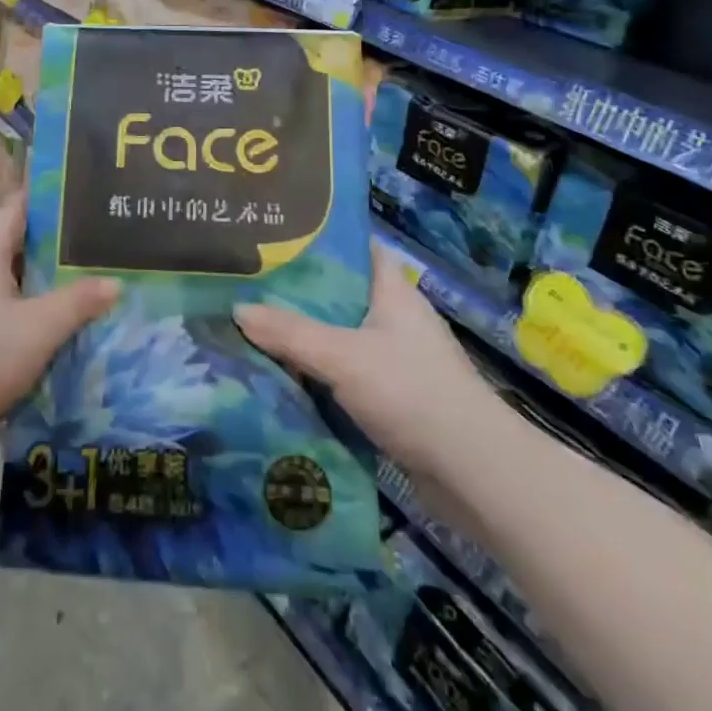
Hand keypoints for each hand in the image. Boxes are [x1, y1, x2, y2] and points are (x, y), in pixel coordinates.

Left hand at [0, 191, 117, 447]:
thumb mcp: (40, 330)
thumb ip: (79, 302)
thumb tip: (114, 283)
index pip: (20, 206)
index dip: (54, 206)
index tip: (86, 211)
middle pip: (6, 241)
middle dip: (45, 251)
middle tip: (86, 260)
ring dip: (22, 284)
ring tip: (60, 297)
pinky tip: (19, 336)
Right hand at [233, 246, 491, 477]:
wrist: (474, 473)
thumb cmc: (412, 393)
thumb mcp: (343, 357)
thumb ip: (289, 333)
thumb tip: (237, 309)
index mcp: (392, 291)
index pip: (354, 248)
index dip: (317, 239)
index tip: (274, 237)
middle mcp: (395, 318)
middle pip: (338, 295)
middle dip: (296, 293)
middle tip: (246, 285)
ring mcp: (395, 359)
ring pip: (338, 337)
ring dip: (303, 338)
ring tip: (251, 328)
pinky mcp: (392, 397)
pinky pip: (344, 373)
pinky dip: (316, 373)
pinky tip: (280, 376)